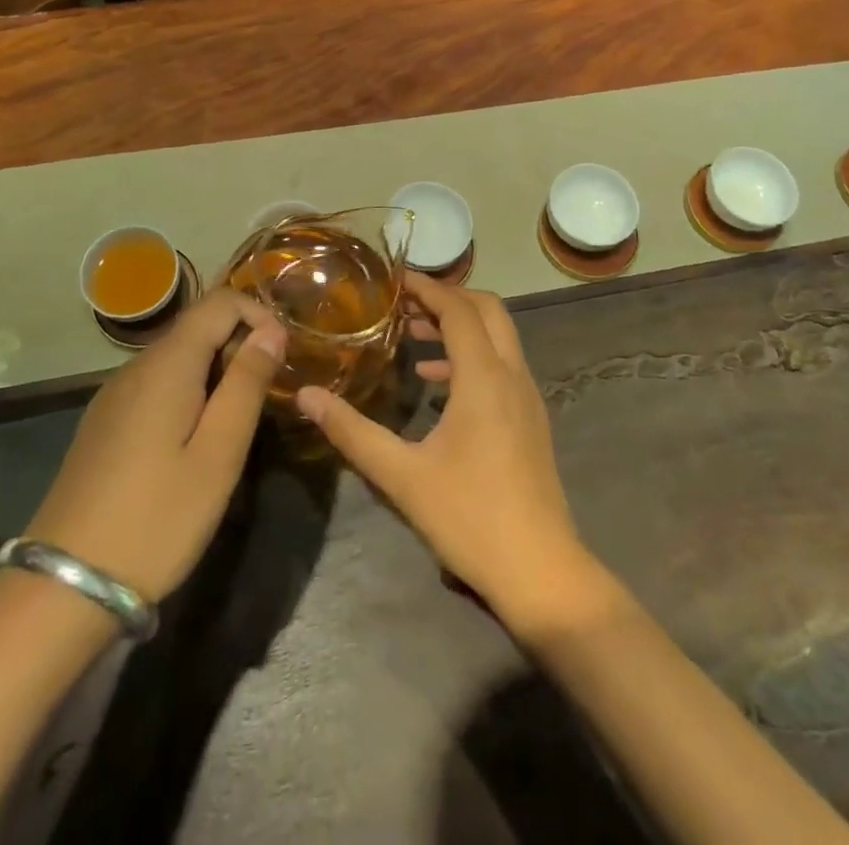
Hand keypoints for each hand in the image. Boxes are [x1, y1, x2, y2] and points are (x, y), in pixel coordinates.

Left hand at [27, 289, 285, 602]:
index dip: (259, 315)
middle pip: (198, 326)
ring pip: (178, 357)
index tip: (283, 356)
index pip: (220, 301)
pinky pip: (157, 384)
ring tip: (237, 422)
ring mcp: (114, 395)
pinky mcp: (104, 423)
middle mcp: (136, 367)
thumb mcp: (219, 454)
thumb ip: (247, 384)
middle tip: (266, 397)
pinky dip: (189, 391)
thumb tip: (271, 331)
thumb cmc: (157, 518)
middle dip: (240, 345)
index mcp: (167, 364)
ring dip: (216, 371)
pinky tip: (195, 440)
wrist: (64, 586)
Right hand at [294, 272, 594, 633]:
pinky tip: (438, 385)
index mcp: (484, 377)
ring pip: (498, 337)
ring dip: (460, 327)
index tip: (394, 278)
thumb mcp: (402, 475)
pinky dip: (472, 357)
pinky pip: (502, 365)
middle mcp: (512, 375)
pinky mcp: (531, 419)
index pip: (458, 310)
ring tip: (414, 338)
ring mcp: (528, 397)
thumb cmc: (470, 517)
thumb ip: (353, 431)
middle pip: (487, 310)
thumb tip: (308, 396)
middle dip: (447, 298)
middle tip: (404, 304)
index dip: (427, 287)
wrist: (540, 571)